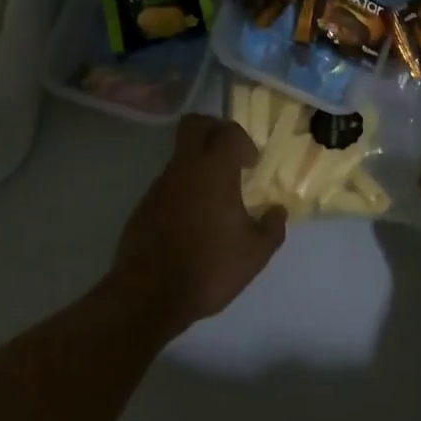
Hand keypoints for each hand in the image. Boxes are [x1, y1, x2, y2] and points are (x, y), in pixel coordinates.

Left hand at [112, 114, 287, 339]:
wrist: (148, 296)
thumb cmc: (209, 267)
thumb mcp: (255, 253)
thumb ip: (272, 228)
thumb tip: (278, 211)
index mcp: (214, 169)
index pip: (228, 131)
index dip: (243, 140)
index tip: (251, 164)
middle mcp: (185, 167)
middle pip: (194, 124)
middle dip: (213, 130)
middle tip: (230, 155)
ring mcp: (159, 185)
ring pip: (180, 156)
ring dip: (197, 165)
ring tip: (214, 198)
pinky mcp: (143, 206)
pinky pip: (167, 184)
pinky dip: (182, 190)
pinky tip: (192, 222)